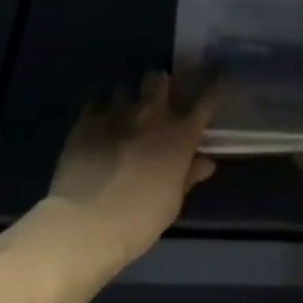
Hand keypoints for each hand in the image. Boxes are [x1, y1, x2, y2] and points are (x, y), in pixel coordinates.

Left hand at [38, 71, 217, 276]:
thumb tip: (205, 161)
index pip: (205, 101)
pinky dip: (99, 113)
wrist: (86, 223)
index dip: (212, 87)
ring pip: (125, 89)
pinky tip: (97, 126)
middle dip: (160, 84)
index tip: (216, 78)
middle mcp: (151, 116)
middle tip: (158, 97)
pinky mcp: (86, 122)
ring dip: (127, 100)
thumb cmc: (139, 220)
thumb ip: (188, 176)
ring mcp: (116, 115)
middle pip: (159, 80)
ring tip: (123, 115)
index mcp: (179, 136)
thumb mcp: (172, 202)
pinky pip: (95, 106)